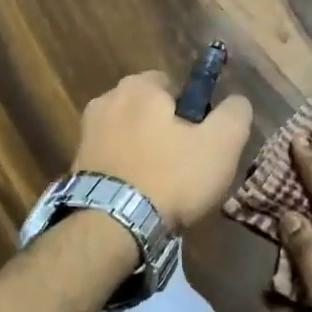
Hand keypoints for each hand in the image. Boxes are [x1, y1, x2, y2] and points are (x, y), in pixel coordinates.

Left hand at [73, 70, 253, 228]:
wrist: (112, 226)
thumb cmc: (171, 177)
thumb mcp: (221, 144)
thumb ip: (234, 113)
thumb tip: (236, 101)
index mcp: (139, 86)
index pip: (172, 84)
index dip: (191, 111)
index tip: (199, 139)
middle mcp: (106, 100)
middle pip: (147, 109)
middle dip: (163, 129)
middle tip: (183, 165)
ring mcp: (86, 133)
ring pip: (127, 133)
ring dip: (142, 150)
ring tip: (159, 186)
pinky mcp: (76, 164)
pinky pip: (111, 158)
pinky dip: (124, 170)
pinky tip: (136, 195)